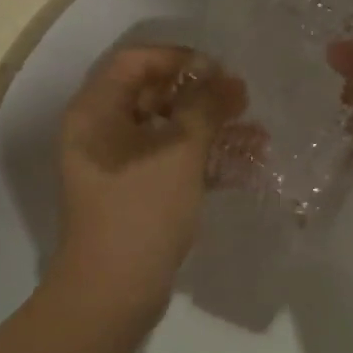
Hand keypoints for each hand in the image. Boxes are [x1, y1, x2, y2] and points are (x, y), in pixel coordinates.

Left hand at [52, 45, 247, 326]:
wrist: (112, 293)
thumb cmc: (142, 210)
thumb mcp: (180, 152)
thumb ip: (206, 107)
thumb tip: (227, 79)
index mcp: (96, 111)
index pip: (136, 61)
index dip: (179, 59)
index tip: (219, 72)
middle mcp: (99, 131)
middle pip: (152, 95)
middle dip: (202, 97)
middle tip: (242, 102)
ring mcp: (115, 165)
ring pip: (166, 131)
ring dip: (210, 130)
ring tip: (257, 136)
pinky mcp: (132, 194)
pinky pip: (168, 163)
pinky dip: (201, 161)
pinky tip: (245, 166)